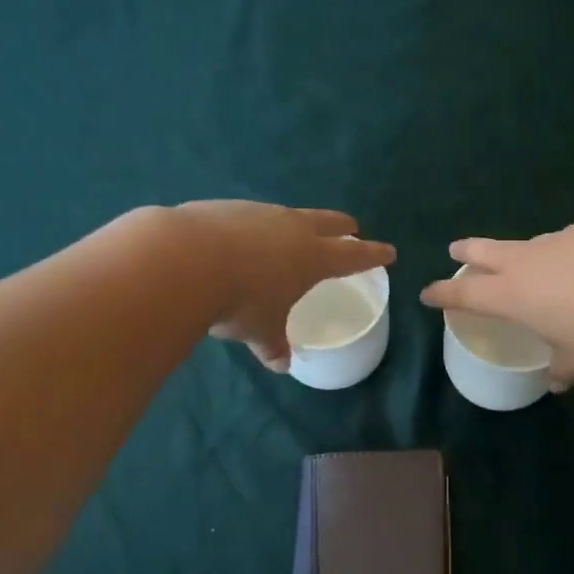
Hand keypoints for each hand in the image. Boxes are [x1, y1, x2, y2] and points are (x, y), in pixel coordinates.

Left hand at [172, 201, 394, 372]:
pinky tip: (242, 239)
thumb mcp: (260, 331)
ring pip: (289, 215)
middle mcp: (292, 227)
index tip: (389, 252)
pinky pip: (252, 217)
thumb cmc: (239, 300)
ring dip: (297, 224)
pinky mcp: (227, 207)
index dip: (373, 255)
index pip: (354, 256)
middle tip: (351, 230)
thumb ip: (273, 346)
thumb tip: (281, 365)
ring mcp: (259, 212)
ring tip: (292, 235)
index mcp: (313, 257)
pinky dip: (257, 228)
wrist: (184, 259)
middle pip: (328, 222)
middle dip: (342, 228)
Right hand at [419, 223, 573, 390]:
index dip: (443, 293)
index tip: (426, 292)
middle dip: (468, 252)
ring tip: (534, 264)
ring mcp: (560, 240)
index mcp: (513, 296)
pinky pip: (570, 242)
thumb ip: (563, 369)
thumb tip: (557, 383)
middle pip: (486, 251)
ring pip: (530, 244)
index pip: (466, 294)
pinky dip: (568, 253)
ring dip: (523, 253)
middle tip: (456, 249)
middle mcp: (529, 262)